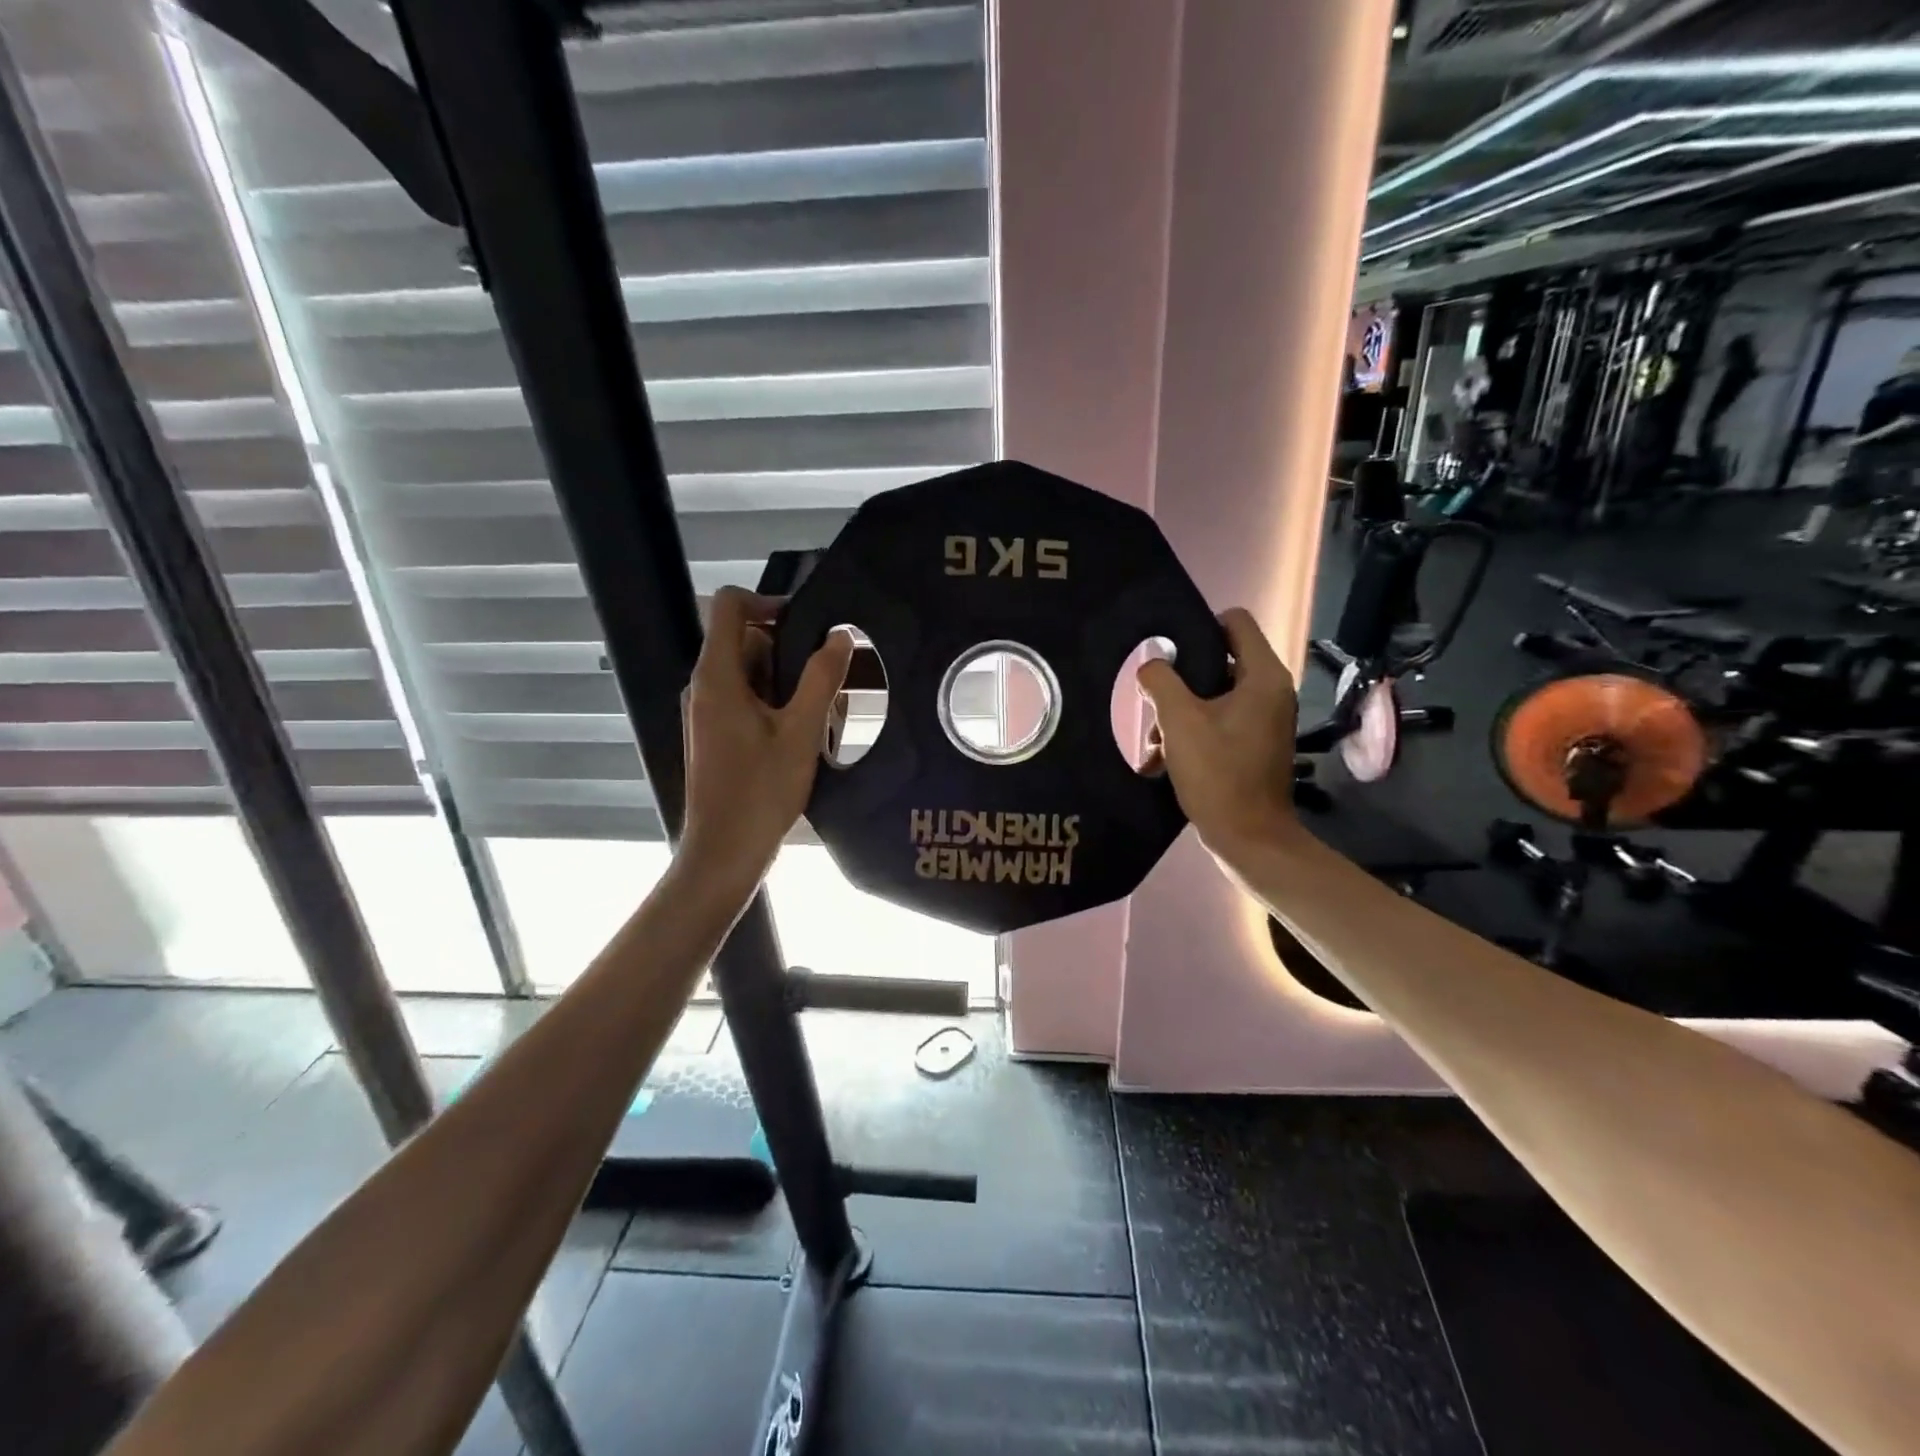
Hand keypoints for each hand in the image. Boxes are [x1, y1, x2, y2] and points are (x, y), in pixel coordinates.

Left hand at [680, 588, 852, 883]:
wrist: (724, 852)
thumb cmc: (761, 791)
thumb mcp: (802, 732)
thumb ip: (821, 679)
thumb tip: (840, 636)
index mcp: (716, 676)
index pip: (729, 606)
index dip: (768, 602)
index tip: (808, 627)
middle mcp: (704, 687)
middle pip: (746, 642)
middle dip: (790, 655)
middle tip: (828, 686)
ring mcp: (707, 712)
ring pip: (752, 676)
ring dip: (789, 687)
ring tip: (822, 719)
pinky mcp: (715, 735)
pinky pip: (747, 702)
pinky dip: (776, 708)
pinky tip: (804, 739)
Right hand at [1137, 608, 1298, 855]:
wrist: (1248, 838)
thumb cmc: (1217, 773)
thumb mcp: (1179, 722)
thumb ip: (1160, 682)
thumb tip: (1151, 664)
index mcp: (1262, 677)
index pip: (1234, 622)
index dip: (1198, 627)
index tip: (1168, 651)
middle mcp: (1270, 692)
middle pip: (1219, 661)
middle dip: (1180, 681)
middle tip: (1154, 705)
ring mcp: (1264, 721)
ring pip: (1213, 696)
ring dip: (1179, 714)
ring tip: (1154, 743)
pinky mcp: (1253, 746)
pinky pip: (1218, 723)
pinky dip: (1191, 734)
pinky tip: (1162, 761)